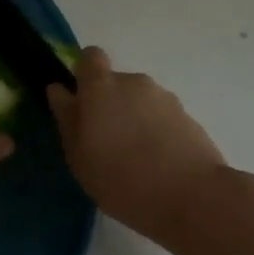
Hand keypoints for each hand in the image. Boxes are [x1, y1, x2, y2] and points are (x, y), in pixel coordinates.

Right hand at [47, 48, 226, 249]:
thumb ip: (67, 118)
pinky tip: (160, 167)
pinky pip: (163, 118)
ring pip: (140, 102)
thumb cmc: (123, 180)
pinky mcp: (188, 117)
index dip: (85, 73)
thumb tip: (59, 89)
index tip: (83, 101)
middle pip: (116, 84)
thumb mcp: (79, 157)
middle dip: (111, 106)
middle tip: (108, 144)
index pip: (90, 56)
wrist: (193, 198)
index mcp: (101, 87)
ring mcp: (164, 98)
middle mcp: (133, 82)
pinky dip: (158, 134)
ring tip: (138, 161)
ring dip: (135, 120)